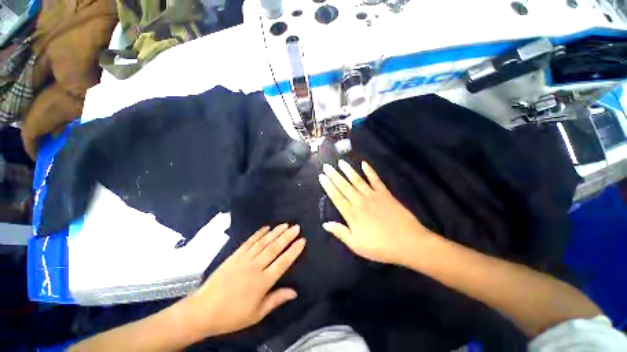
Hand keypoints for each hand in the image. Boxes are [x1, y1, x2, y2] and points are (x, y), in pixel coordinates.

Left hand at [187, 224, 305, 336]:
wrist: (202, 311)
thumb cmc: (232, 316)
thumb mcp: (256, 314)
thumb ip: (276, 300)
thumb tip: (294, 292)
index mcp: (262, 282)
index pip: (282, 263)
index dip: (293, 251)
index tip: (302, 240)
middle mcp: (255, 267)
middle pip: (274, 248)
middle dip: (287, 237)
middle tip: (296, 227)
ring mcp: (244, 259)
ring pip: (263, 242)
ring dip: (275, 232)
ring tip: (285, 224)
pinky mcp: (235, 255)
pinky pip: (249, 242)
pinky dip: (258, 234)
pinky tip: (266, 227)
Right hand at [319, 160, 432, 264]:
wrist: (408, 242)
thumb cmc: (380, 247)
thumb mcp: (356, 245)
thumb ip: (340, 232)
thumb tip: (325, 224)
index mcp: (352, 214)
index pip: (336, 197)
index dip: (328, 186)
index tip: (322, 176)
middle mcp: (360, 201)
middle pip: (344, 186)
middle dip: (334, 175)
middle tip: (326, 165)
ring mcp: (373, 196)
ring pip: (357, 180)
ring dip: (348, 170)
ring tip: (341, 162)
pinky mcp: (385, 194)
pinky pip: (375, 180)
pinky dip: (370, 171)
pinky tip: (364, 164)